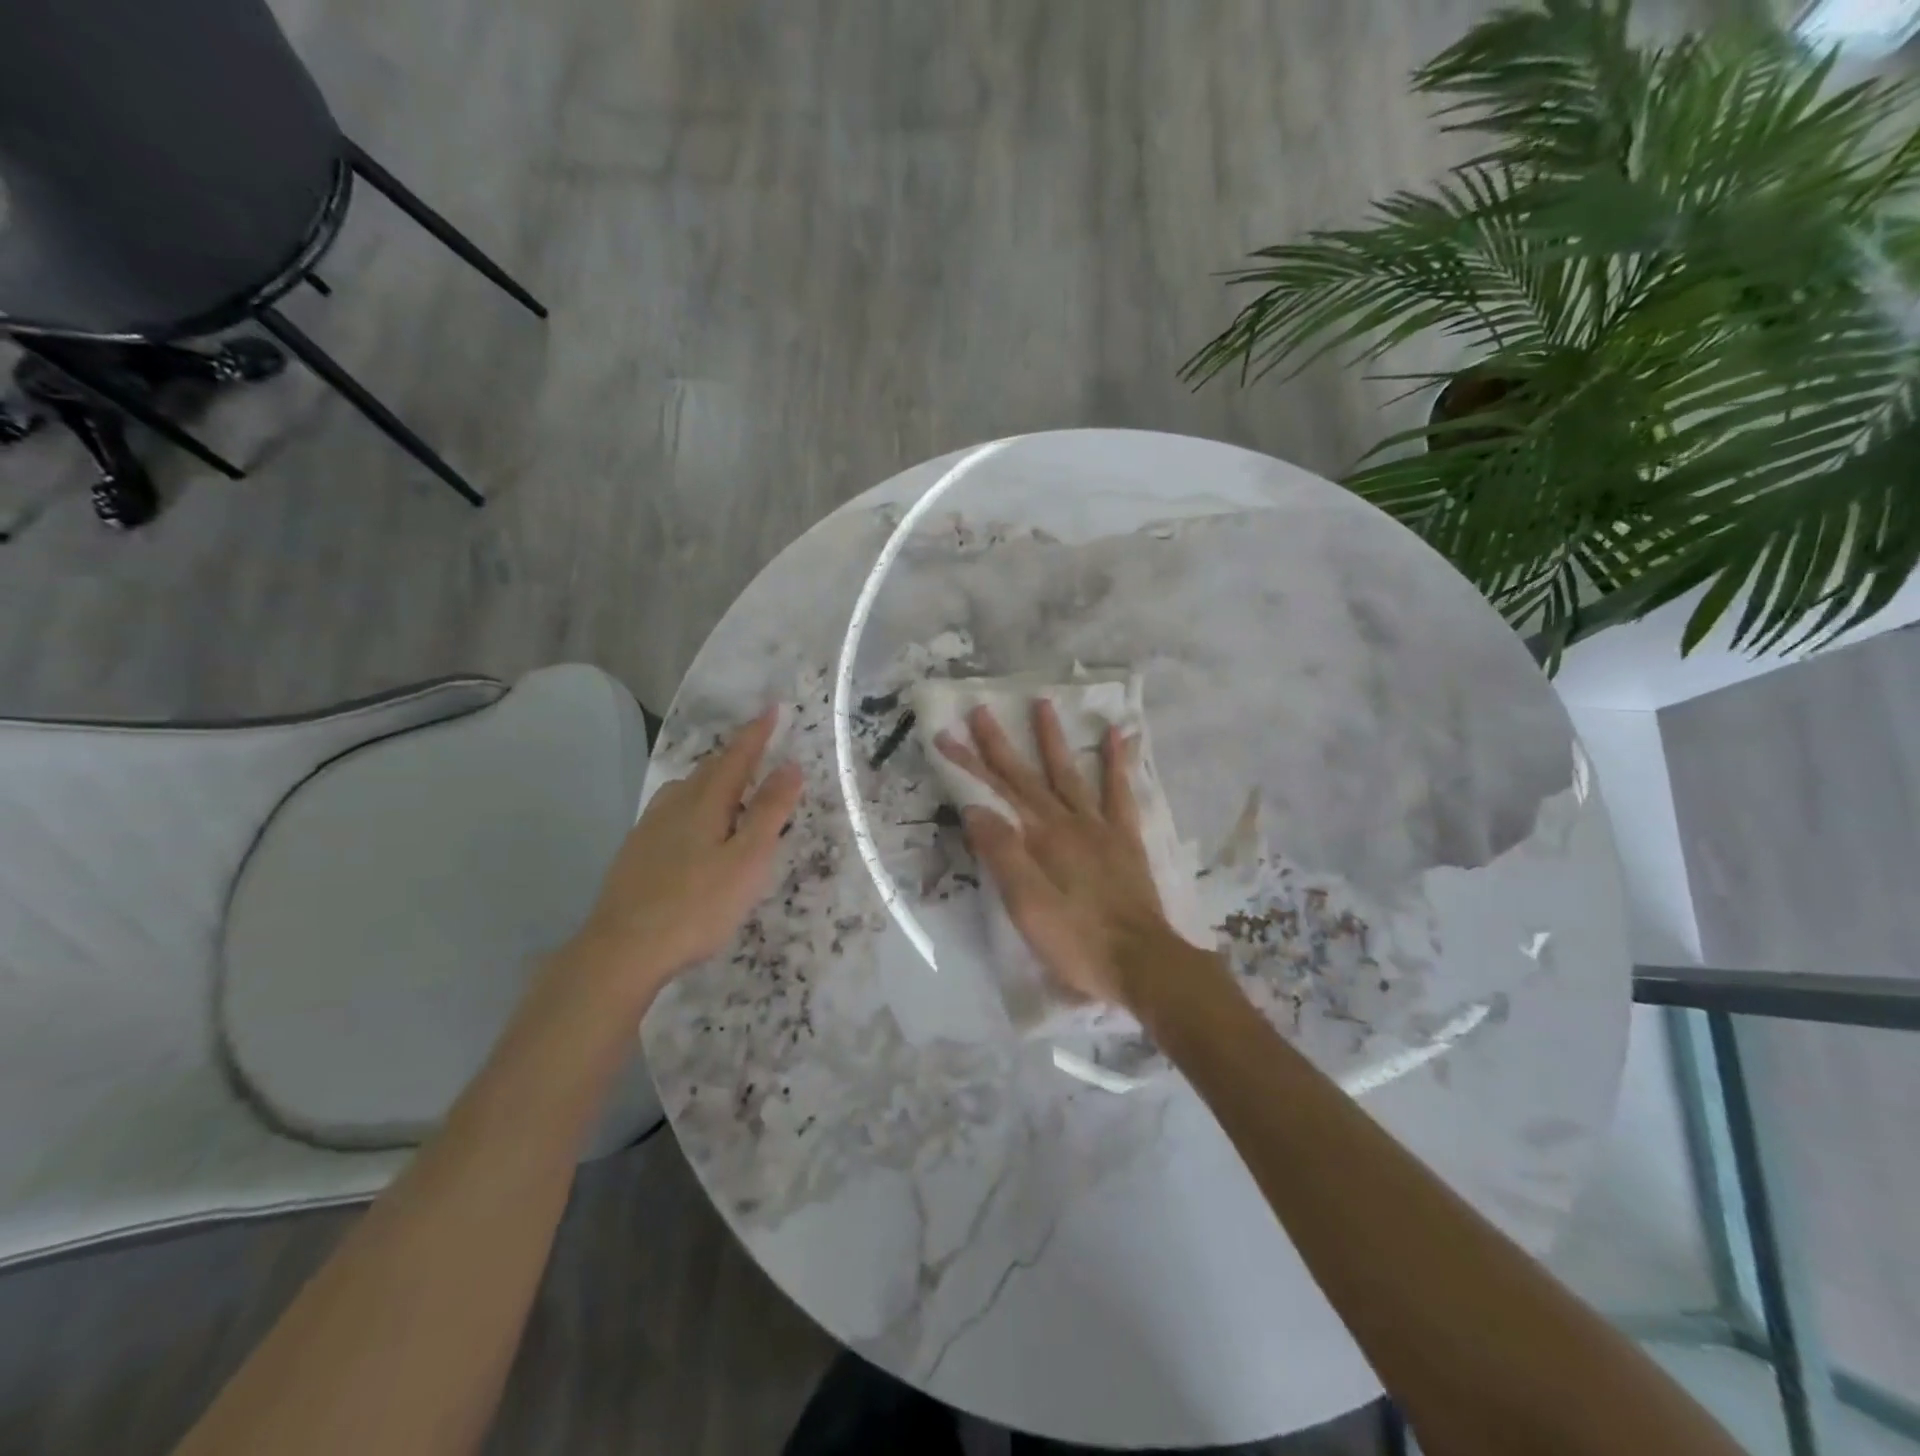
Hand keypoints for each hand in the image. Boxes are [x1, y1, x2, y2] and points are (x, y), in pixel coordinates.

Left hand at [562, 708, 801, 1009]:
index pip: (737, 757)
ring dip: (713, 780)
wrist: (622, 949)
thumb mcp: (747, 860)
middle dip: (737, 756)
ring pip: (687, 790)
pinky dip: (694, 804)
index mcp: (705, 802)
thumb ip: (769, 811)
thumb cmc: (696, 905)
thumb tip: (790, 766)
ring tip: (732, 789)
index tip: (772, 708)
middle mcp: (674, 804)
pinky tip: (694, 828)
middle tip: (760, 750)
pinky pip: (672, 811)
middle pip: (710, 769)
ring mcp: (650, 827)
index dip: (757, 733)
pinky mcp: (636, 851)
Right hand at [936, 700, 1186, 1008]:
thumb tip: (976, 808)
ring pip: (1071, 773)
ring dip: (1054, 738)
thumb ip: (1003, 855)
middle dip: (1000, 743)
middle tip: (981, 709)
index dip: (969, 763)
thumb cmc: (1078, 942)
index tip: (946, 735)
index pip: (996, 793)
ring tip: (1043, 703)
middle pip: (1028, 776)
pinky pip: (1120, 791)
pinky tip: (1117, 735)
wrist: (1143, 964)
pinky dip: (1118, 761)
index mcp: (1041, 838)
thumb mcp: (1028, 907)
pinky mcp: (1125, 839)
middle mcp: (1068, 822)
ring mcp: (1100, 827)